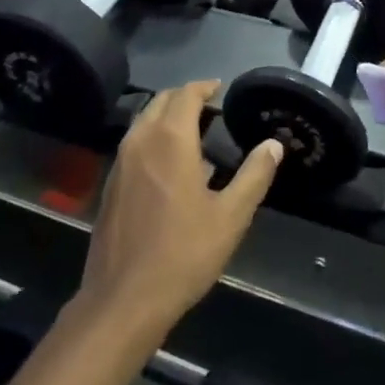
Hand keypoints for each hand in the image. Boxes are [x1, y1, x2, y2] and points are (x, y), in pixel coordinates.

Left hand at [77, 81, 282, 341]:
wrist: (124, 298)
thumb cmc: (183, 254)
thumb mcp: (230, 217)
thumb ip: (254, 176)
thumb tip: (274, 145)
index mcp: (170, 139)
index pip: (186, 94)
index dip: (204, 87)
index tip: (221, 88)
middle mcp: (140, 139)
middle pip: (161, 101)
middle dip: (185, 98)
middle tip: (210, 108)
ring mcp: (120, 161)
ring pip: (144, 121)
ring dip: (167, 116)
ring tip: (193, 132)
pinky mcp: (110, 183)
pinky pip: (133, 143)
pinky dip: (152, 137)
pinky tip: (168, 165)